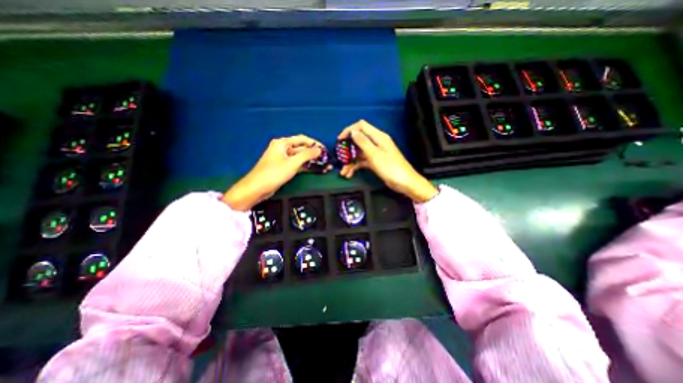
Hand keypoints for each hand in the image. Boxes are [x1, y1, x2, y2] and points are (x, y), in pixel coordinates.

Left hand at [221, 134, 323, 212]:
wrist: (257, 188)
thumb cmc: (274, 173)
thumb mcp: (292, 163)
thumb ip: (307, 155)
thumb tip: (319, 149)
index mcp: (282, 143)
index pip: (302, 139)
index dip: (314, 143)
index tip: (325, 149)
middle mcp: (282, 148)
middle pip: (301, 148)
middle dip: (313, 153)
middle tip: (325, 159)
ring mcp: (283, 158)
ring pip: (300, 157)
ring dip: (310, 160)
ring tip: (323, 165)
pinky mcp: (283, 167)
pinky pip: (296, 164)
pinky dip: (305, 166)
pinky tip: (314, 169)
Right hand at [338, 120, 436, 203]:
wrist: (404, 183)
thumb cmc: (390, 167)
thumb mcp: (375, 154)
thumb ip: (363, 142)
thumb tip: (353, 131)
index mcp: (378, 137)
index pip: (361, 126)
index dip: (349, 130)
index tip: (340, 140)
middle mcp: (376, 143)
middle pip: (358, 140)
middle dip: (348, 149)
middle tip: (340, 158)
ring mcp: (376, 153)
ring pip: (359, 153)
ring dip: (350, 161)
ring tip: (343, 172)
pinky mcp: (375, 162)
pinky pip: (362, 161)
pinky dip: (355, 166)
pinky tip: (349, 174)